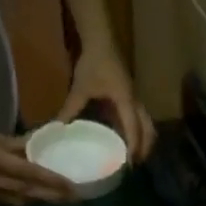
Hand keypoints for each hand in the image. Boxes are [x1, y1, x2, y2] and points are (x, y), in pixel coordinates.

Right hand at [0, 103, 74, 205]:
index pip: (30, 175)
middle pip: (27, 193)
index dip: (52, 182)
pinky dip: (23, 197)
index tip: (73, 188)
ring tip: (60, 197)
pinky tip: (33, 194)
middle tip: (75, 198)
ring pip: (18, 199)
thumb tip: (38, 147)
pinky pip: (5, 198)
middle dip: (52, 197)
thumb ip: (14, 144)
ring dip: (39, 199)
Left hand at [60, 42, 155, 162]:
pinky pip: (140, 118)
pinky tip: (128, 138)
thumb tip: (57, 128)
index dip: (133, 148)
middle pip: (148, 129)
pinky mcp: (132, 96)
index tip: (129, 165)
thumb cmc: (93, 63)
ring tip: (135, 155)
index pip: (133, 129)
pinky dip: (139, 130)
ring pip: (148, 124)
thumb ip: (70, 109)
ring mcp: (136, 98)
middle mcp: (135, 102)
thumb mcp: (80, 88)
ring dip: (145, 140)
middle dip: (145, 148)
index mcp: (126, 101)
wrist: (101, 40)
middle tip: (135, 165)